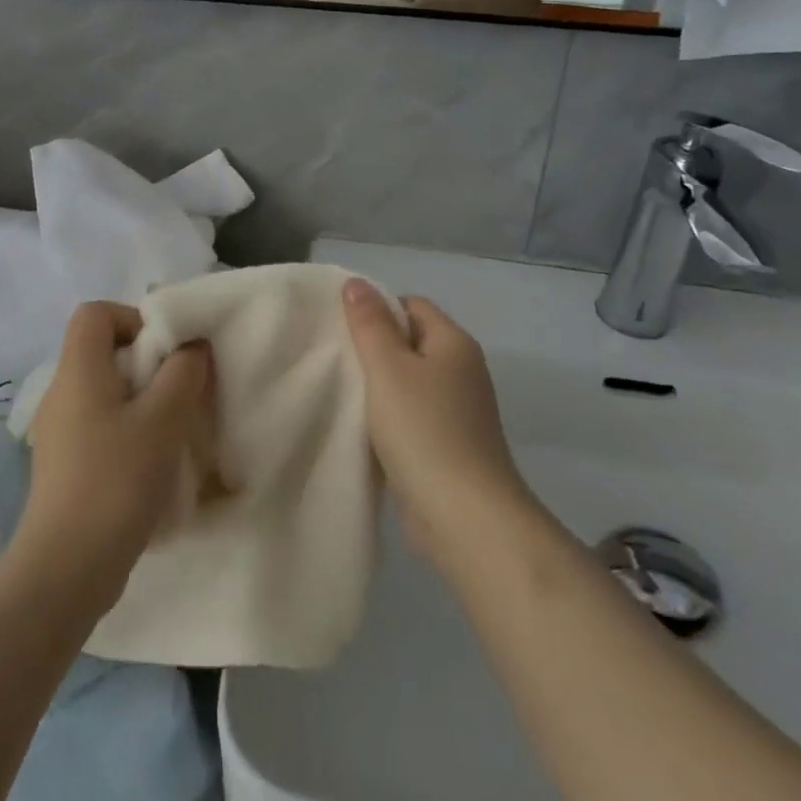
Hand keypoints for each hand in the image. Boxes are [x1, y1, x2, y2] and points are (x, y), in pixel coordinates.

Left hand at [14, 303, 219, 608]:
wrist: (66, 569)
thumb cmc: (116, 480)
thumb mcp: (163, 419)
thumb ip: (183, 372)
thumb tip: (191, 347)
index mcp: (77, 371)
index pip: (95, 313)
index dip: (132, 317)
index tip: (166, 350)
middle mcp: (61, 393)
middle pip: (103, 351)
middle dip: (148, 362)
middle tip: (180, 390)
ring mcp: (59, 432)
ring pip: (106, 392)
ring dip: (143, 400)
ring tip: (173, 428)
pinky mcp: (65, 465)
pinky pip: (100, 426)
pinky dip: (129, 430)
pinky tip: (153, 463)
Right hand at [342, 280, 531, 570]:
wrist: (465, 517)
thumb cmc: (424, 430)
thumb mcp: (388, 368)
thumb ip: (369, 324)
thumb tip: (356, 283)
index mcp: (454, 343)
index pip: (411, 305)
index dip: (376, 309)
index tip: (341, 328)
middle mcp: (463, 371)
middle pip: (411, 342)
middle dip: (374, 348)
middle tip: (335, 357)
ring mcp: (460, 411)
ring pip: (410, 383)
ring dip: (380, 387)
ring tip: (342, 392)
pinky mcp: (450, 446)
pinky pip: (414, 417)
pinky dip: (390, 419)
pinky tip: (363, 429)